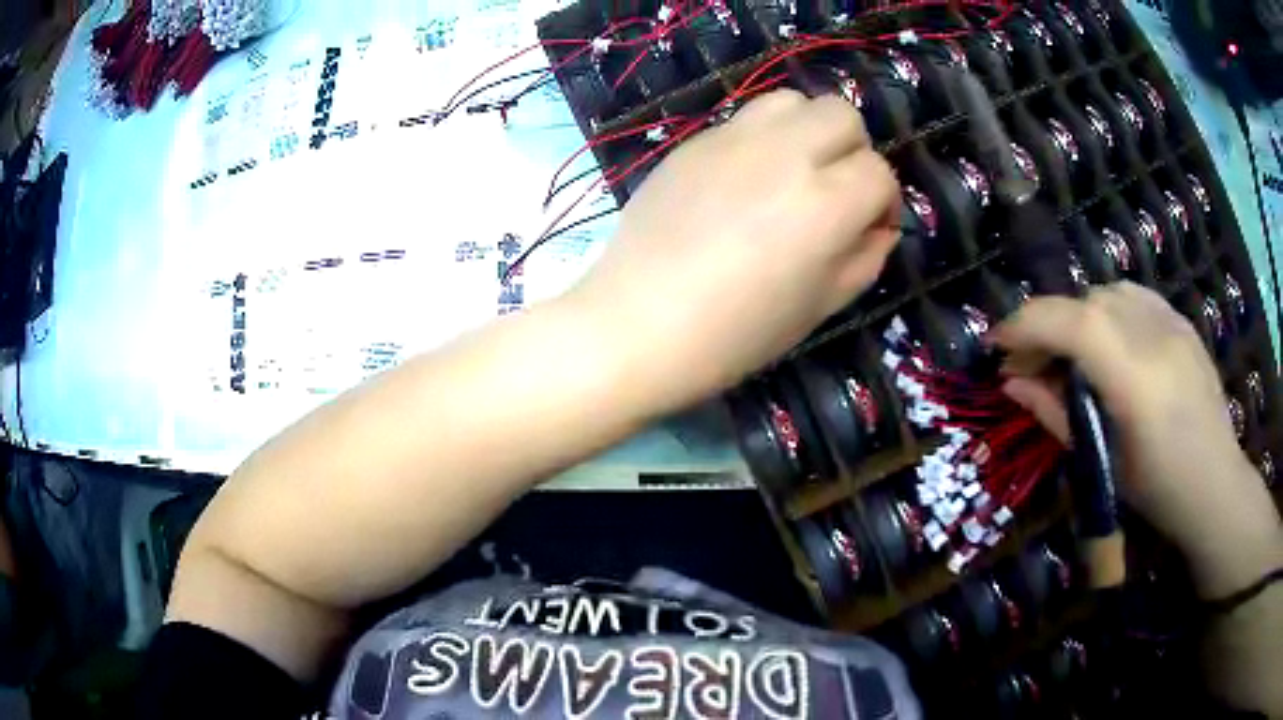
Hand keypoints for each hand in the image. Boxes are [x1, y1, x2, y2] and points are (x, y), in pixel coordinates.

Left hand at [569, 89, 899, 410]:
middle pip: (842, 115)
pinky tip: (744, 182)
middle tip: (836, 191)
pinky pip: (744, 118)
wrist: (638, 324)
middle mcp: (785, 154)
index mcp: (826, 203)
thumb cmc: (737, 333)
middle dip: (853, 151)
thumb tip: (879, 225)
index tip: (870, 228)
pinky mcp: (693, 142)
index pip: (879, 173)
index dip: (885, 202)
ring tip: (793, 172)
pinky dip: (762, 139)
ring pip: (792, 101)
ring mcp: (733, 140)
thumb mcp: (822, 306)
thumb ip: (866, 257)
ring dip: (808, 130)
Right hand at [992, 282, 1281, 596]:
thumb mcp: (1102, 461)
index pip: (1071, 321)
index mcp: (1135, 377)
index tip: (996, 345)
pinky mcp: (1181, 321)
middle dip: (1049, 325)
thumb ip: (1055, 414)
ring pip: (1108, 293)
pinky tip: (1111, 344)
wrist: (1216, 484)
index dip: (1025, 324)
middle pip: (1086, 302)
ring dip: (1079, 317)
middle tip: (1033, 365)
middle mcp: (1154, 334)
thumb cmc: (1158, 490)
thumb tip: (1012, 383)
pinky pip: (1134, 297)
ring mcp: (1172, 321)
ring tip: (1074, 356)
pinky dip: (1109, 311)